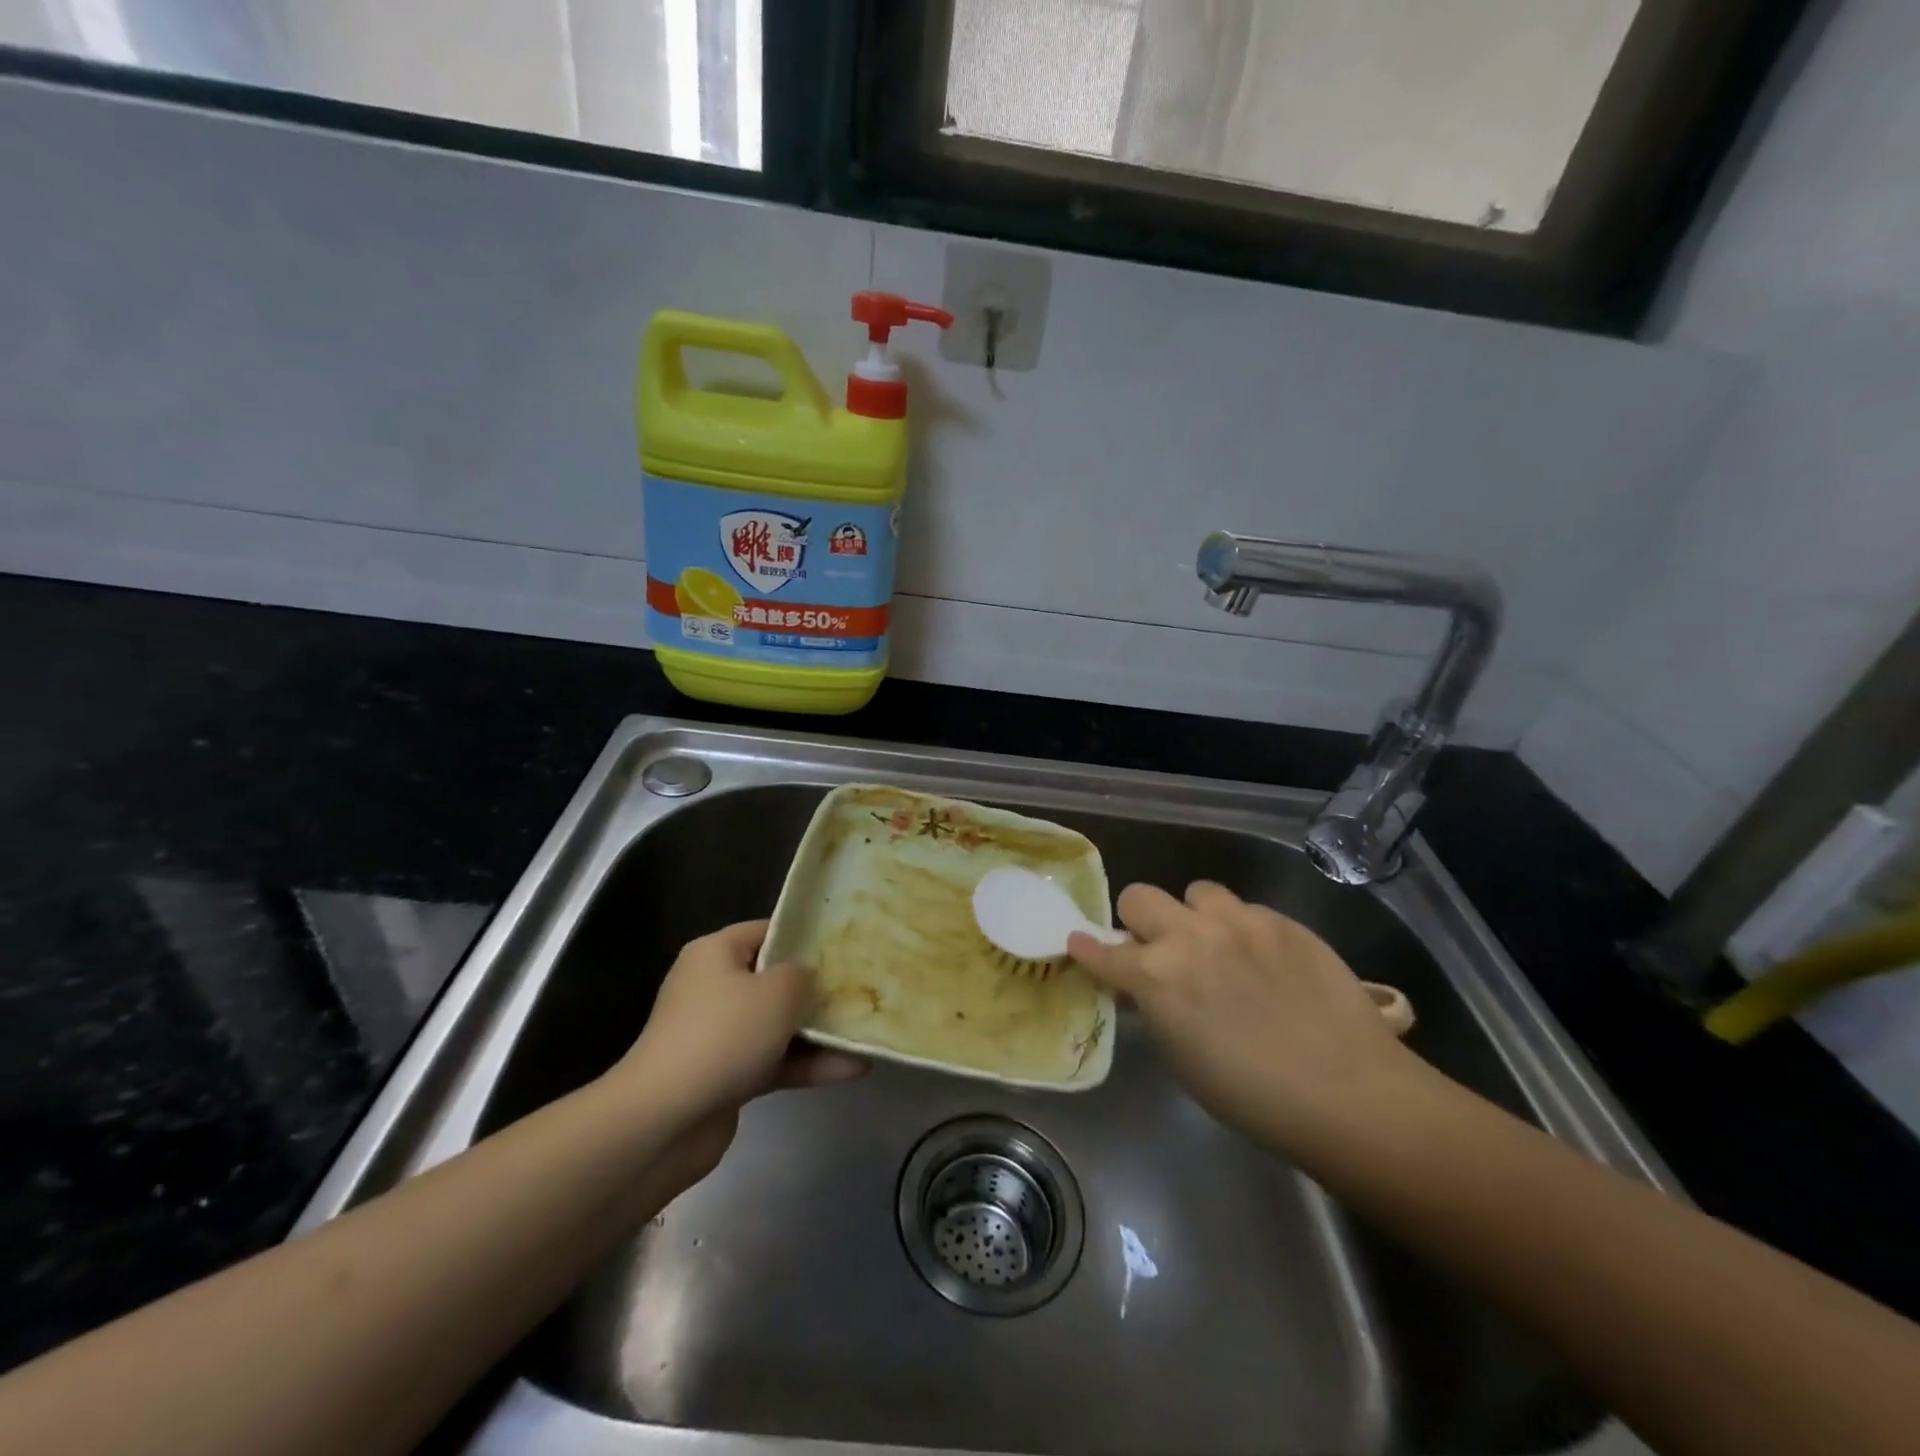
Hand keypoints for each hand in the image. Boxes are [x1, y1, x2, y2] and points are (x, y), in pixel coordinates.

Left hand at [611, 921, 864, 1154]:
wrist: (663, 1122)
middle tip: (862, 990)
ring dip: (820, 1033)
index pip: (767, 931)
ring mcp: (719, 1035)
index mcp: (716, 954)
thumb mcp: (777, 993)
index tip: (845, 947)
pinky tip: (851, 1069)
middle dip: (818, 989)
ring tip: (865, 1035)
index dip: (806, 936)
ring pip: (778, 1025)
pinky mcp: (726, 1077)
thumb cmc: (723, 1036)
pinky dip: (807, 1065)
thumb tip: (810, 979)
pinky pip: (774, 1061)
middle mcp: (714, 988)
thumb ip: (804, 976)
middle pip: (775, 980)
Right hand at [1068, 882, 1422, 1153]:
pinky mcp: (1280, 920)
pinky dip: (1242, 929)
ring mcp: (1238, 921)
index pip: (1102, 951)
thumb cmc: (1252, 1096)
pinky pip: (1246, 909)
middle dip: (1140, 921)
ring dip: (1196, 916)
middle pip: (1140, 896)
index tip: (1079, 944)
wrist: (1346, 1090)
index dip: (1087, 949)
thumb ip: (1157, 1007)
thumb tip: (1149, 986)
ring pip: (1196, 891)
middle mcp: (1189, 936)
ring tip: (1218, 945)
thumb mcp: (1182, 1058)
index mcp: (1155, 976)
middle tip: (1159, 949)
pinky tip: (1265, 960)